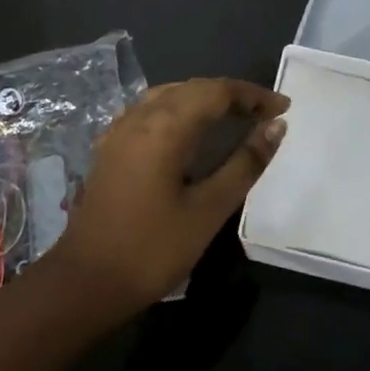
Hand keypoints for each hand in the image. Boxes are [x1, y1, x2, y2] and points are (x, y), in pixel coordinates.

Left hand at [52, 78, 287, 312]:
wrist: (85, 282)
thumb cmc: (153, 248)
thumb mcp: (209, 209)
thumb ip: (245, 163)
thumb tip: (276, 127)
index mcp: (165, 126)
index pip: (217, 91)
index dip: (253, 95)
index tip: (284, 108)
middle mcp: (140, 116)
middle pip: (193, 88)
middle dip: (232, 95)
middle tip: (266, 114)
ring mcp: (120, 130)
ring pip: (170, 95)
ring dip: (205, 99)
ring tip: (235, 117)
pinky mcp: (111, 148)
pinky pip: (151, 110)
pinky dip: (180, 109)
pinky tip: (189, 130)